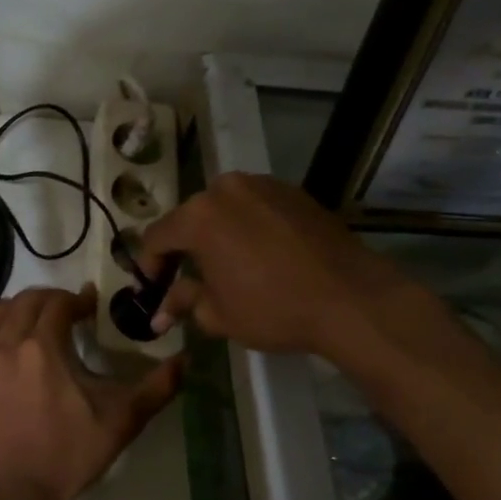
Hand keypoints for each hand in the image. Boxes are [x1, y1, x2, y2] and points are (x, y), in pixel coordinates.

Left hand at [0, 286, 180, 499]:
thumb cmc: (71, 453)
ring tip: (32, 325)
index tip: (91, 308)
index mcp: (43, 346)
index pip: (59, 303)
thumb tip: (187, 359)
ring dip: (15, 312)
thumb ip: (157, 386)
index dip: (78, 300)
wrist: (18, 493)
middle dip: (48, 300)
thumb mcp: (121, 419)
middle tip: (66, 313)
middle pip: (24, 302)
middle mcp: (6, 345)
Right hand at [138, 172, 446, 362]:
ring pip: (223, 209)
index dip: (148, 266)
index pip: (156, 237)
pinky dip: (247, 227)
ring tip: (223, 266)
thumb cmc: (274, 309)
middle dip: (182, 249)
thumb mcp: (218, 314)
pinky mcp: (293, 192)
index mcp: (198, 216)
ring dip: (215, 235)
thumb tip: (159, 312)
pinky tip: (257, 255)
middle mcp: (225, 189)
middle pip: (189, 218)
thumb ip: (182, 302)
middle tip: (183, 279)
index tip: (151, 290)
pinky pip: (254, 207)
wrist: (352, 298)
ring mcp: (262, 185)